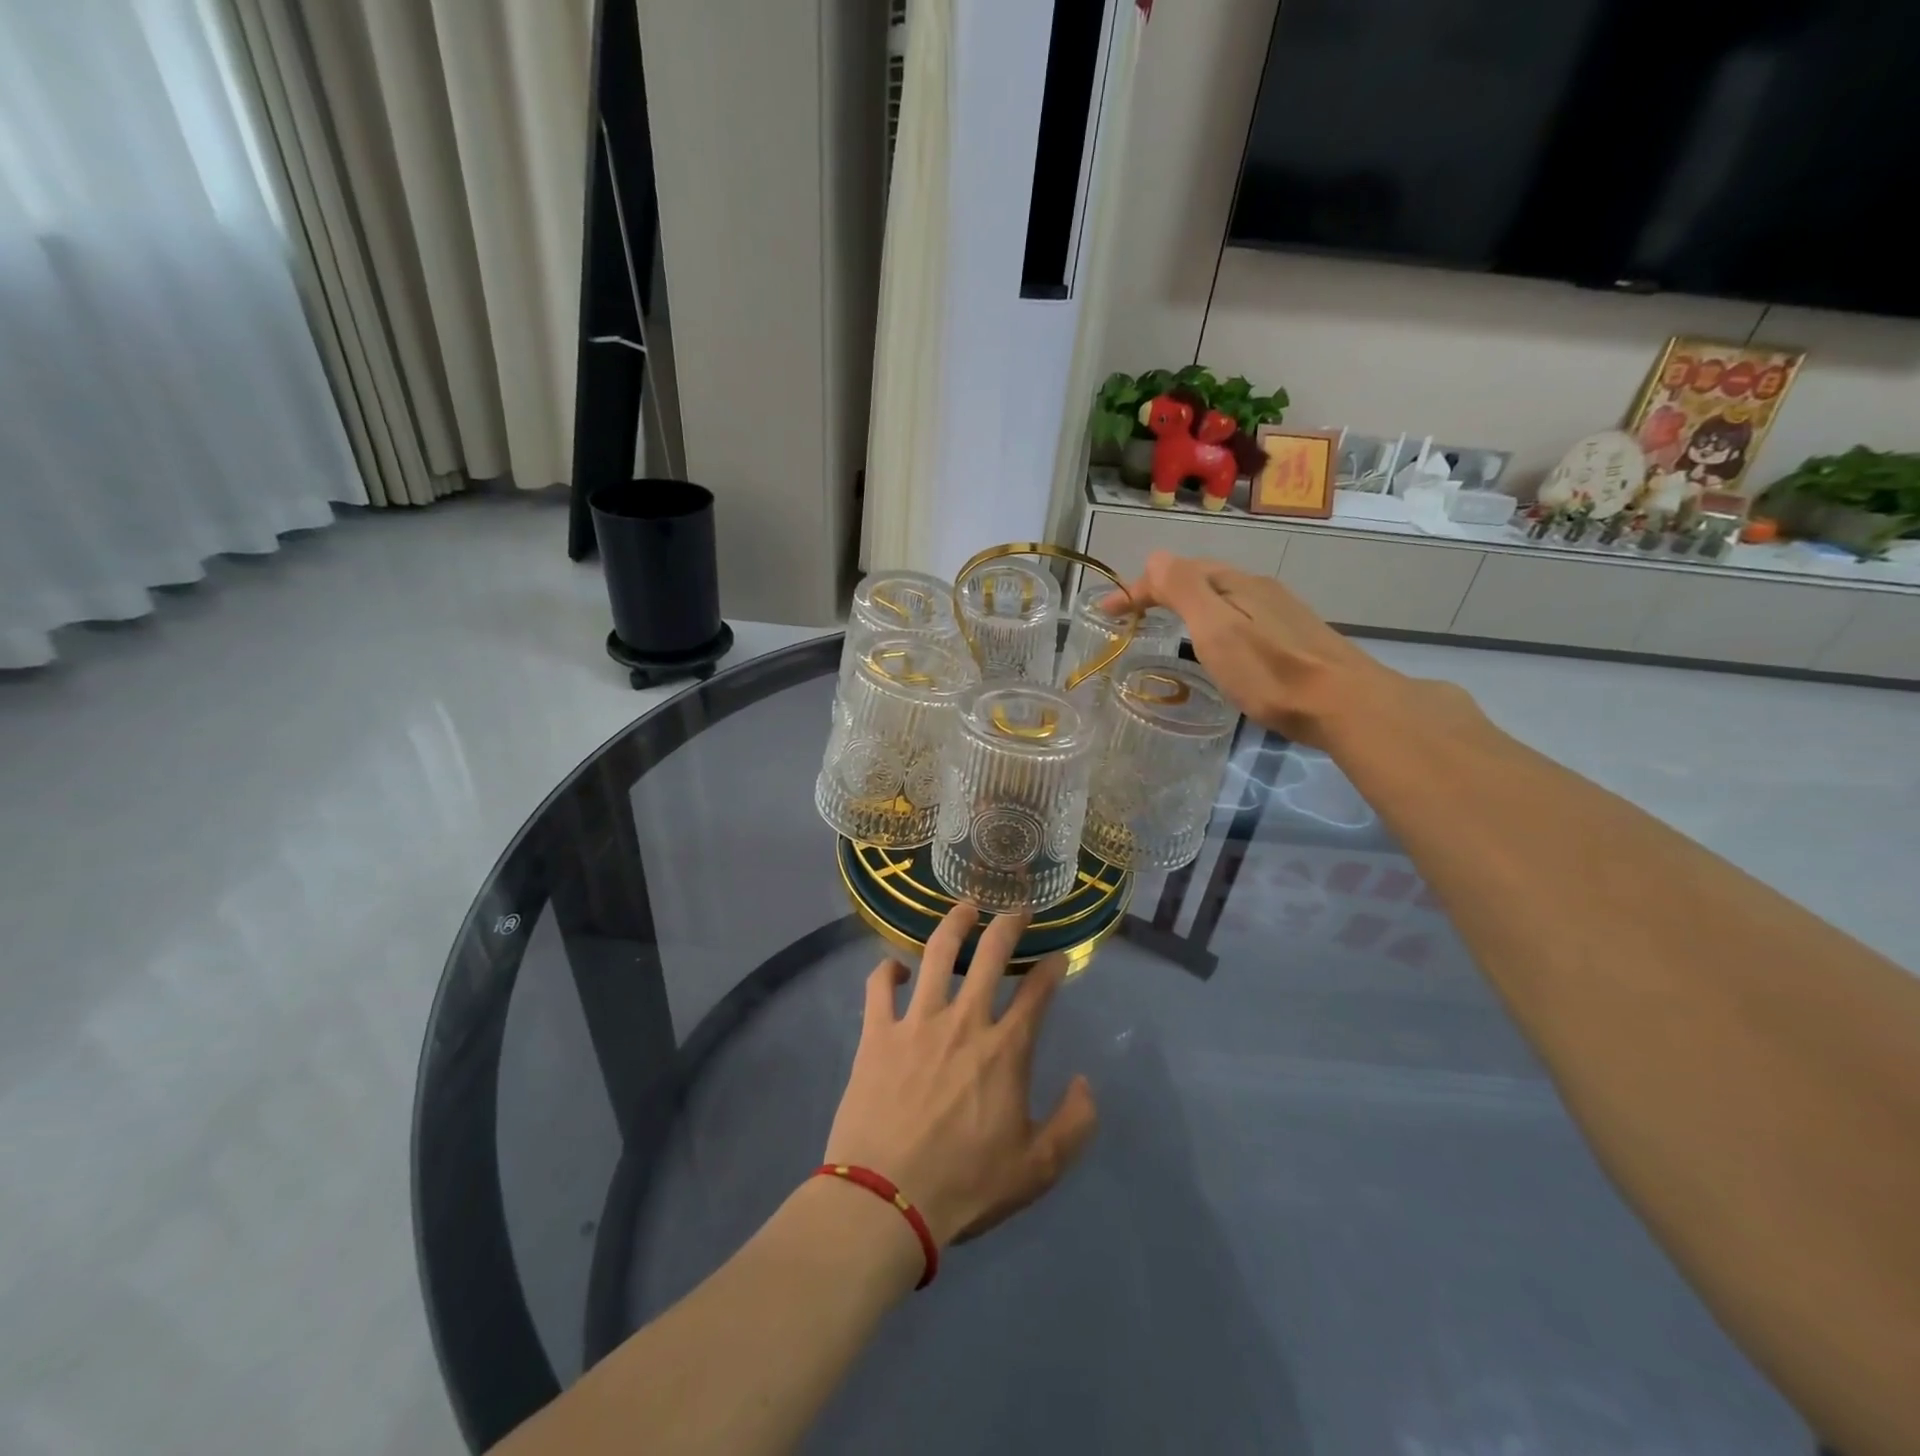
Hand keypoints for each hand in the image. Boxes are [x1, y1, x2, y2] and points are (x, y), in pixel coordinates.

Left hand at [823, 906, 1097, 1246]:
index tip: (1058, 955)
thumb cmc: (965, 1186)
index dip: (1052, 968)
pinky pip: (879, 986)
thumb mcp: (1037, 1169)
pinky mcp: (877, 1033)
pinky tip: (897, 967)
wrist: (886, 1200)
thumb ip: (1074, 1124)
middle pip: (991, 956)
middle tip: (1017, 909)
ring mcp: (917, 1021)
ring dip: (954, 924)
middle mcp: (964, 1022)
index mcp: (1005, 1050)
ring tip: (964, 908)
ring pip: (938, 954)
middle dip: (1009, 925)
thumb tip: (1085, 1083)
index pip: (1037, 993)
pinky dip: (887, 970)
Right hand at [1107, 551, 1408, 746]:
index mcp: (1236, 585)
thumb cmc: (1272, 672)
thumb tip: (1157, 556)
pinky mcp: (1293, 636)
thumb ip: (1186, 591)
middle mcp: (1258, 589)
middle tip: (1131, 614)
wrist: (1346, 705)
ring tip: (1164, 624)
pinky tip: (1216, 643)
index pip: (1175, 574)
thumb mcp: (1218, 631)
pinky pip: (1239, 614)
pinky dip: (1212, 619)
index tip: (1105, 611)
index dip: (1137, 588)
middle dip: (1161, 590)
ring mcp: (1280, 611)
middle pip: (1200, 579)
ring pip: (1222, 596)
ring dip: (1187, 603)